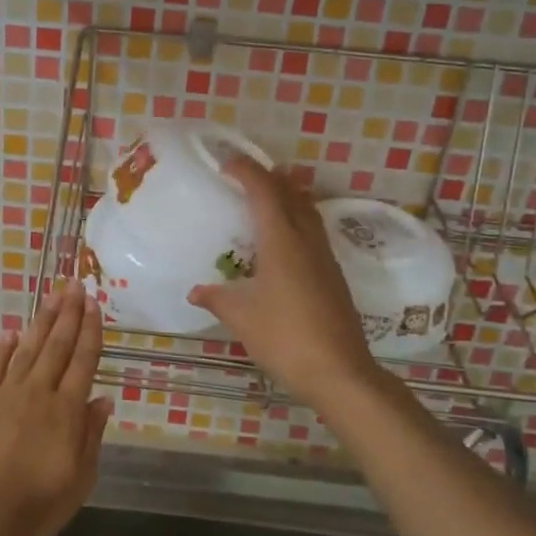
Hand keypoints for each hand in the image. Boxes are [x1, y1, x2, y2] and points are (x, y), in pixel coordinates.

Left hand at [0, 282, 112, 535]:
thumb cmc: (33, 506)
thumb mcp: (78, 482)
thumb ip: (91, 437)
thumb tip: (103, 399)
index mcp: (66, 411)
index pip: (83, 362)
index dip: (90, 331)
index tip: (94, 304)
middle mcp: (38, 393)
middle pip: (57, 346)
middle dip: (69, 314)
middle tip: (75, 285)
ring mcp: (5, 394)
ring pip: (28, 349)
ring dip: (42, 321)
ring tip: (52, 296)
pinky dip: (3, 349)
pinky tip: (10, 333)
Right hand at [187, 157, 382, 409]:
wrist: (340, 372)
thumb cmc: (285, 338)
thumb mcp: (242, 318)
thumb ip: (217, 298)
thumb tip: (195, 291)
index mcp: (282, 241)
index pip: (264, 191)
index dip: (246, 171)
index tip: (226, 163)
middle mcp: (306, 240)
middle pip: (291, 194)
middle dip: (269, 178)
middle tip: (244, 175)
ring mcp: (325, 257)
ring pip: (307, 211)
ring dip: (287, 196)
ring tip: (265, 198)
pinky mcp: (334, 275)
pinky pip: (313, 232)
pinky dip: (296, 220)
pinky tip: (283, 241)